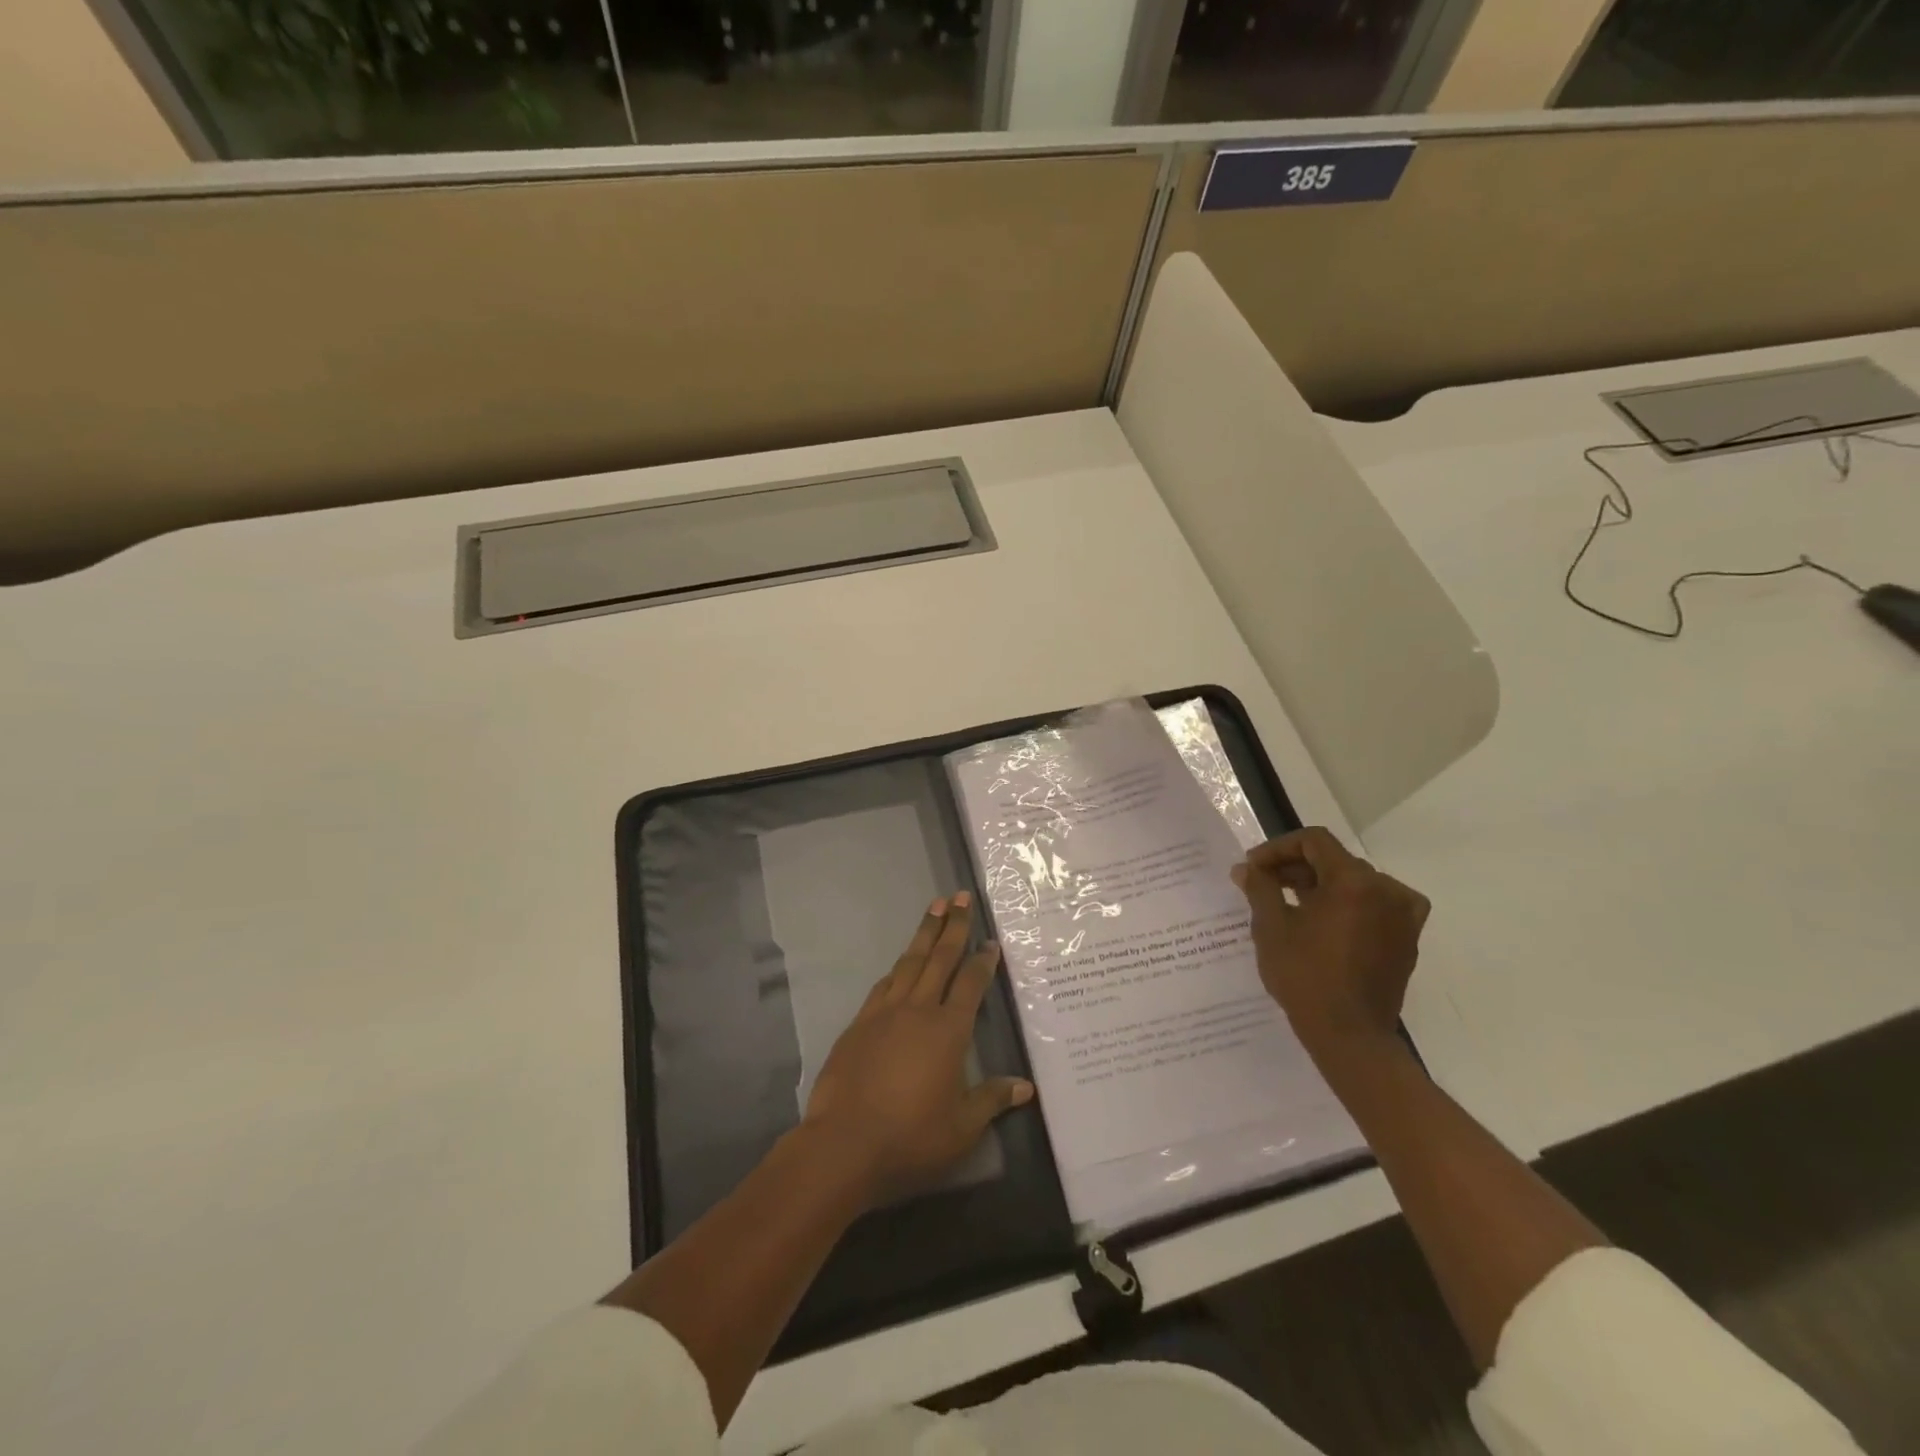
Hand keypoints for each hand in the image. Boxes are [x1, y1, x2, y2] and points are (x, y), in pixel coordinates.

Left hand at [802, 892, 1032, 1204]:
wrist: (844, 1144)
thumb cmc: (911, 1136)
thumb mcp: (962, 1127)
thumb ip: (992, 1100)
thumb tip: (1026, 1086)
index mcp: (948, 1030)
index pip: (971, 984)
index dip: (982, 961)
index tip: (991, 941)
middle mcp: (918, 1010)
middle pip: (939, 958)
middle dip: (953, 926)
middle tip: (960, 897)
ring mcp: (885, 1013)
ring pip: (909, 962)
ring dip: (923, 934)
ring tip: (934, 908)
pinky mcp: (859, 1023)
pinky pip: (884, 984)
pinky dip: (897, 968)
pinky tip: (900, 963)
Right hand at [1231, 828, 1429, 1056]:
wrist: (1350, 1036)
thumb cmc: (1305, 976)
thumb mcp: (1271, 927)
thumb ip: (1260, 888)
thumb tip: (1246, 868)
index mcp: (1355, 881)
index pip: (1314, 842)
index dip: (1278, 848)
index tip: (1253, 868)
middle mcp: (1386, 890)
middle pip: (1335, 860)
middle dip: (1296, 867)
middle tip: (1263, 885)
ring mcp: (1402, 916)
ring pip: (1355, 883)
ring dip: (1320, 885)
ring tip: (1287, 904)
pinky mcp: (1406, 939)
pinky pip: (1374, 906)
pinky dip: (1347, 905)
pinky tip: (1322, 922)